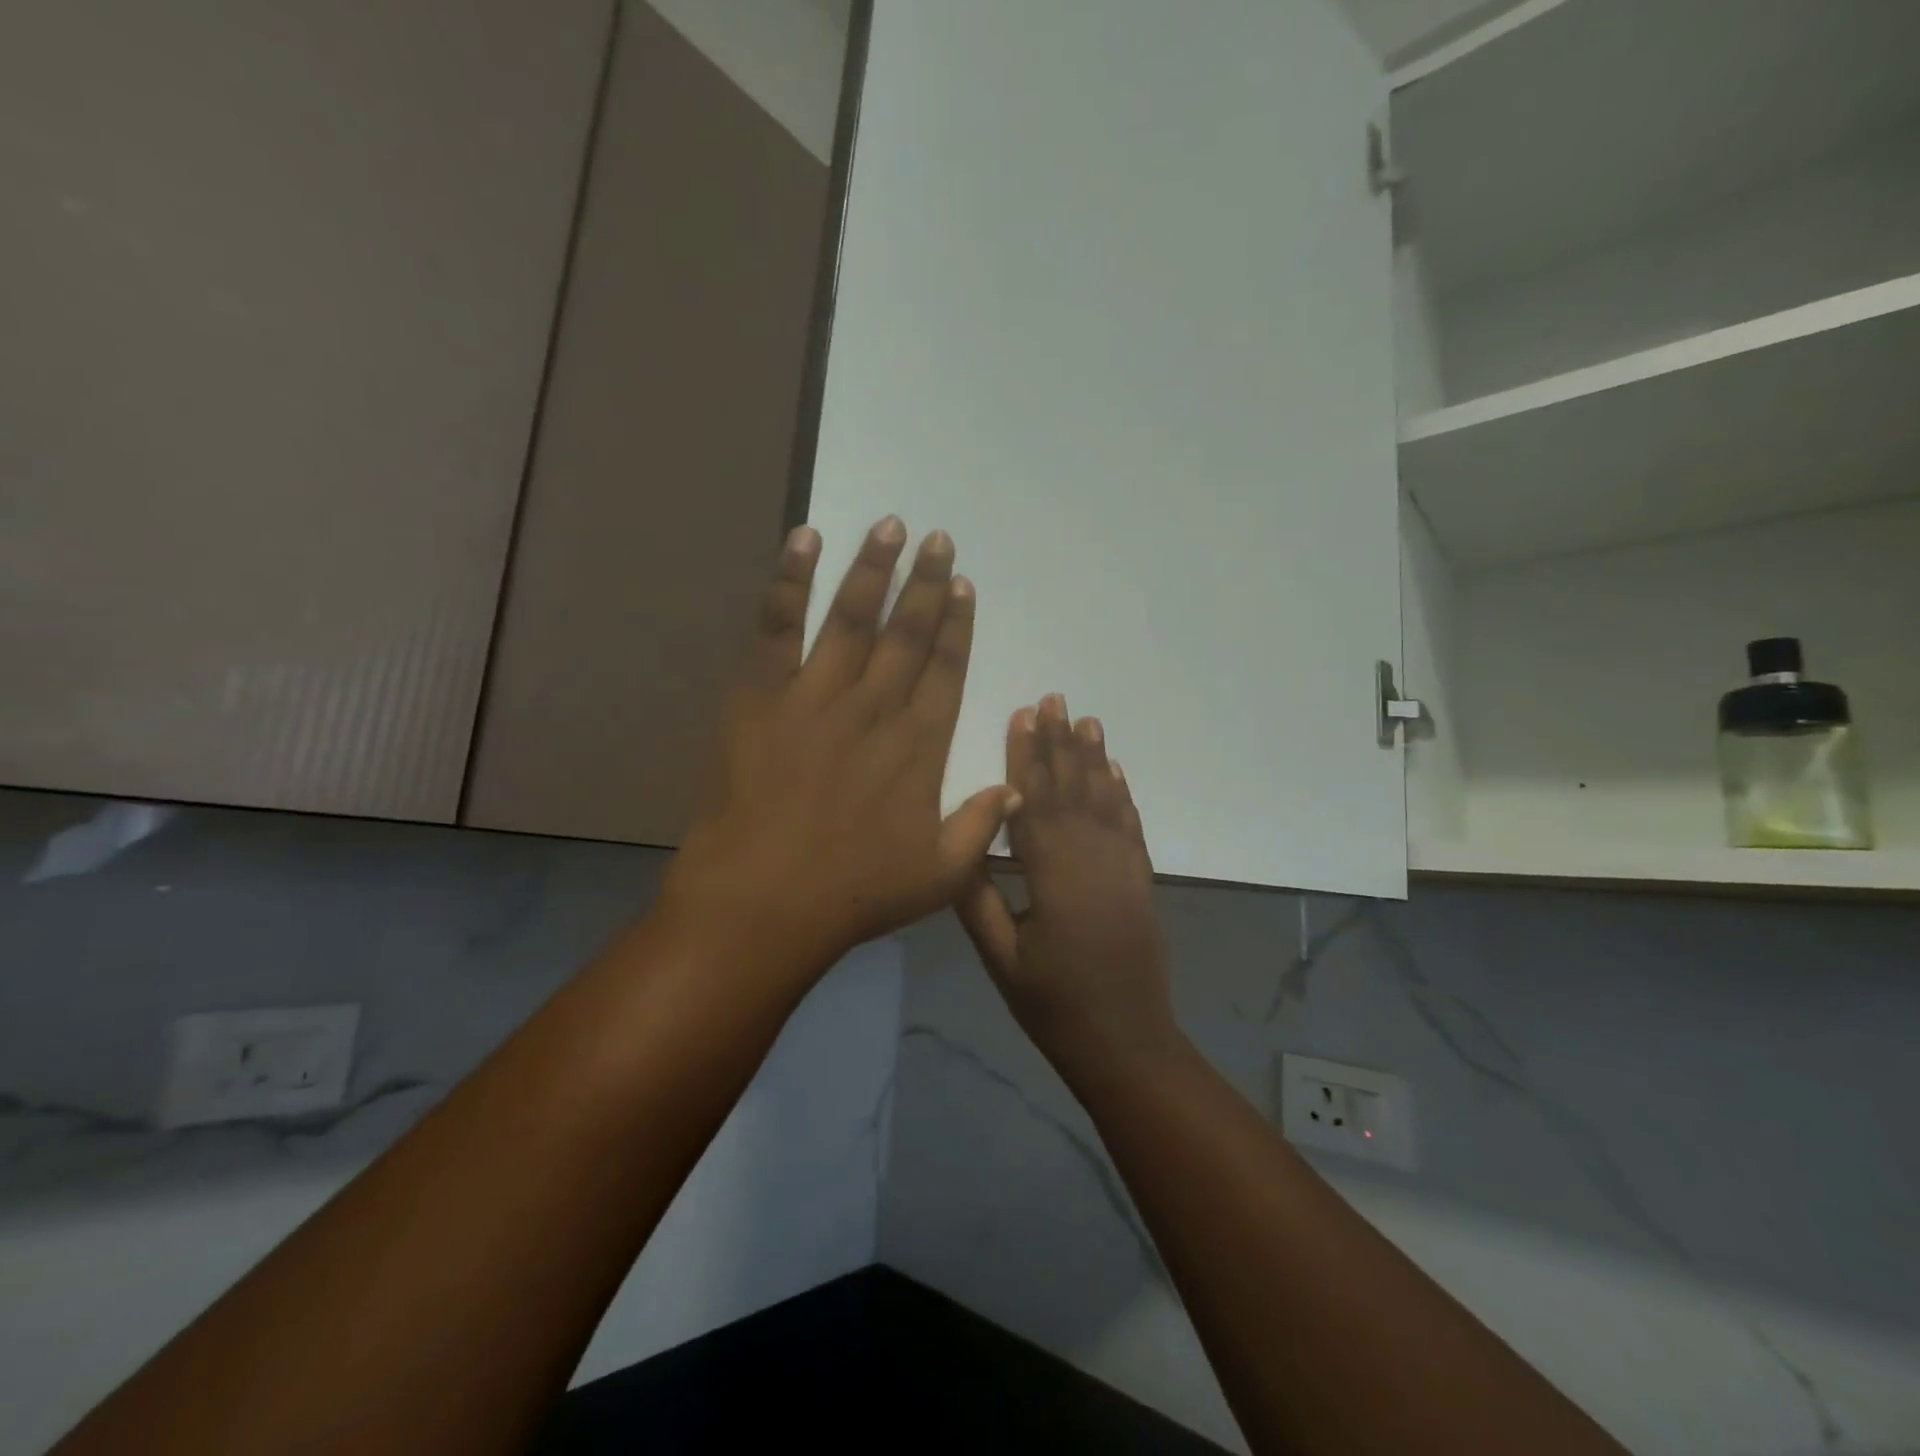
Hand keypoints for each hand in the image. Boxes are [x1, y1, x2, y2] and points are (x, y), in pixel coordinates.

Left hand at [663, 517, 1017, 983]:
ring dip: (873, 569)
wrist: (764, 901)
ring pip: (852, 618)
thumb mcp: (939, 876)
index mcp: (919, 747)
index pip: (945, 671)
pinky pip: (778, 628)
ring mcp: (817, 697)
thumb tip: (1016, 785)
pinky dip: (790, 581)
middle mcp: (875, 709)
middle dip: (924, 583)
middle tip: (936, 538)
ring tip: (890, 525)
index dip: (956, 626)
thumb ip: (981, 827)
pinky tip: (805, 540)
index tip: (962, 586)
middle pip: (906, 634)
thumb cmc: (854, 892)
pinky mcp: (763, 696)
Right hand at [956, 695, 1182, 1076]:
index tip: (1022, 714)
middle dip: (1060, 742)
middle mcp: (1094, 861)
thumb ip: (978, 899)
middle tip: (1054, 698)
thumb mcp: (1000, 959)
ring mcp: (1124, 868)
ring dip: (1094, 757)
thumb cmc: (1053, 1005)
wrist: (1126, 1044)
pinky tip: (1115, 771)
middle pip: (1073, 790)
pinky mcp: (1141, 880)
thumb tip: (958, 844)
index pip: (1035, 803)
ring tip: (1086, 718)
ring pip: (1105, 800)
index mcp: (1054, 877)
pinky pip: (1131, 825)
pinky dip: (1122, 794)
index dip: (1026, 756)